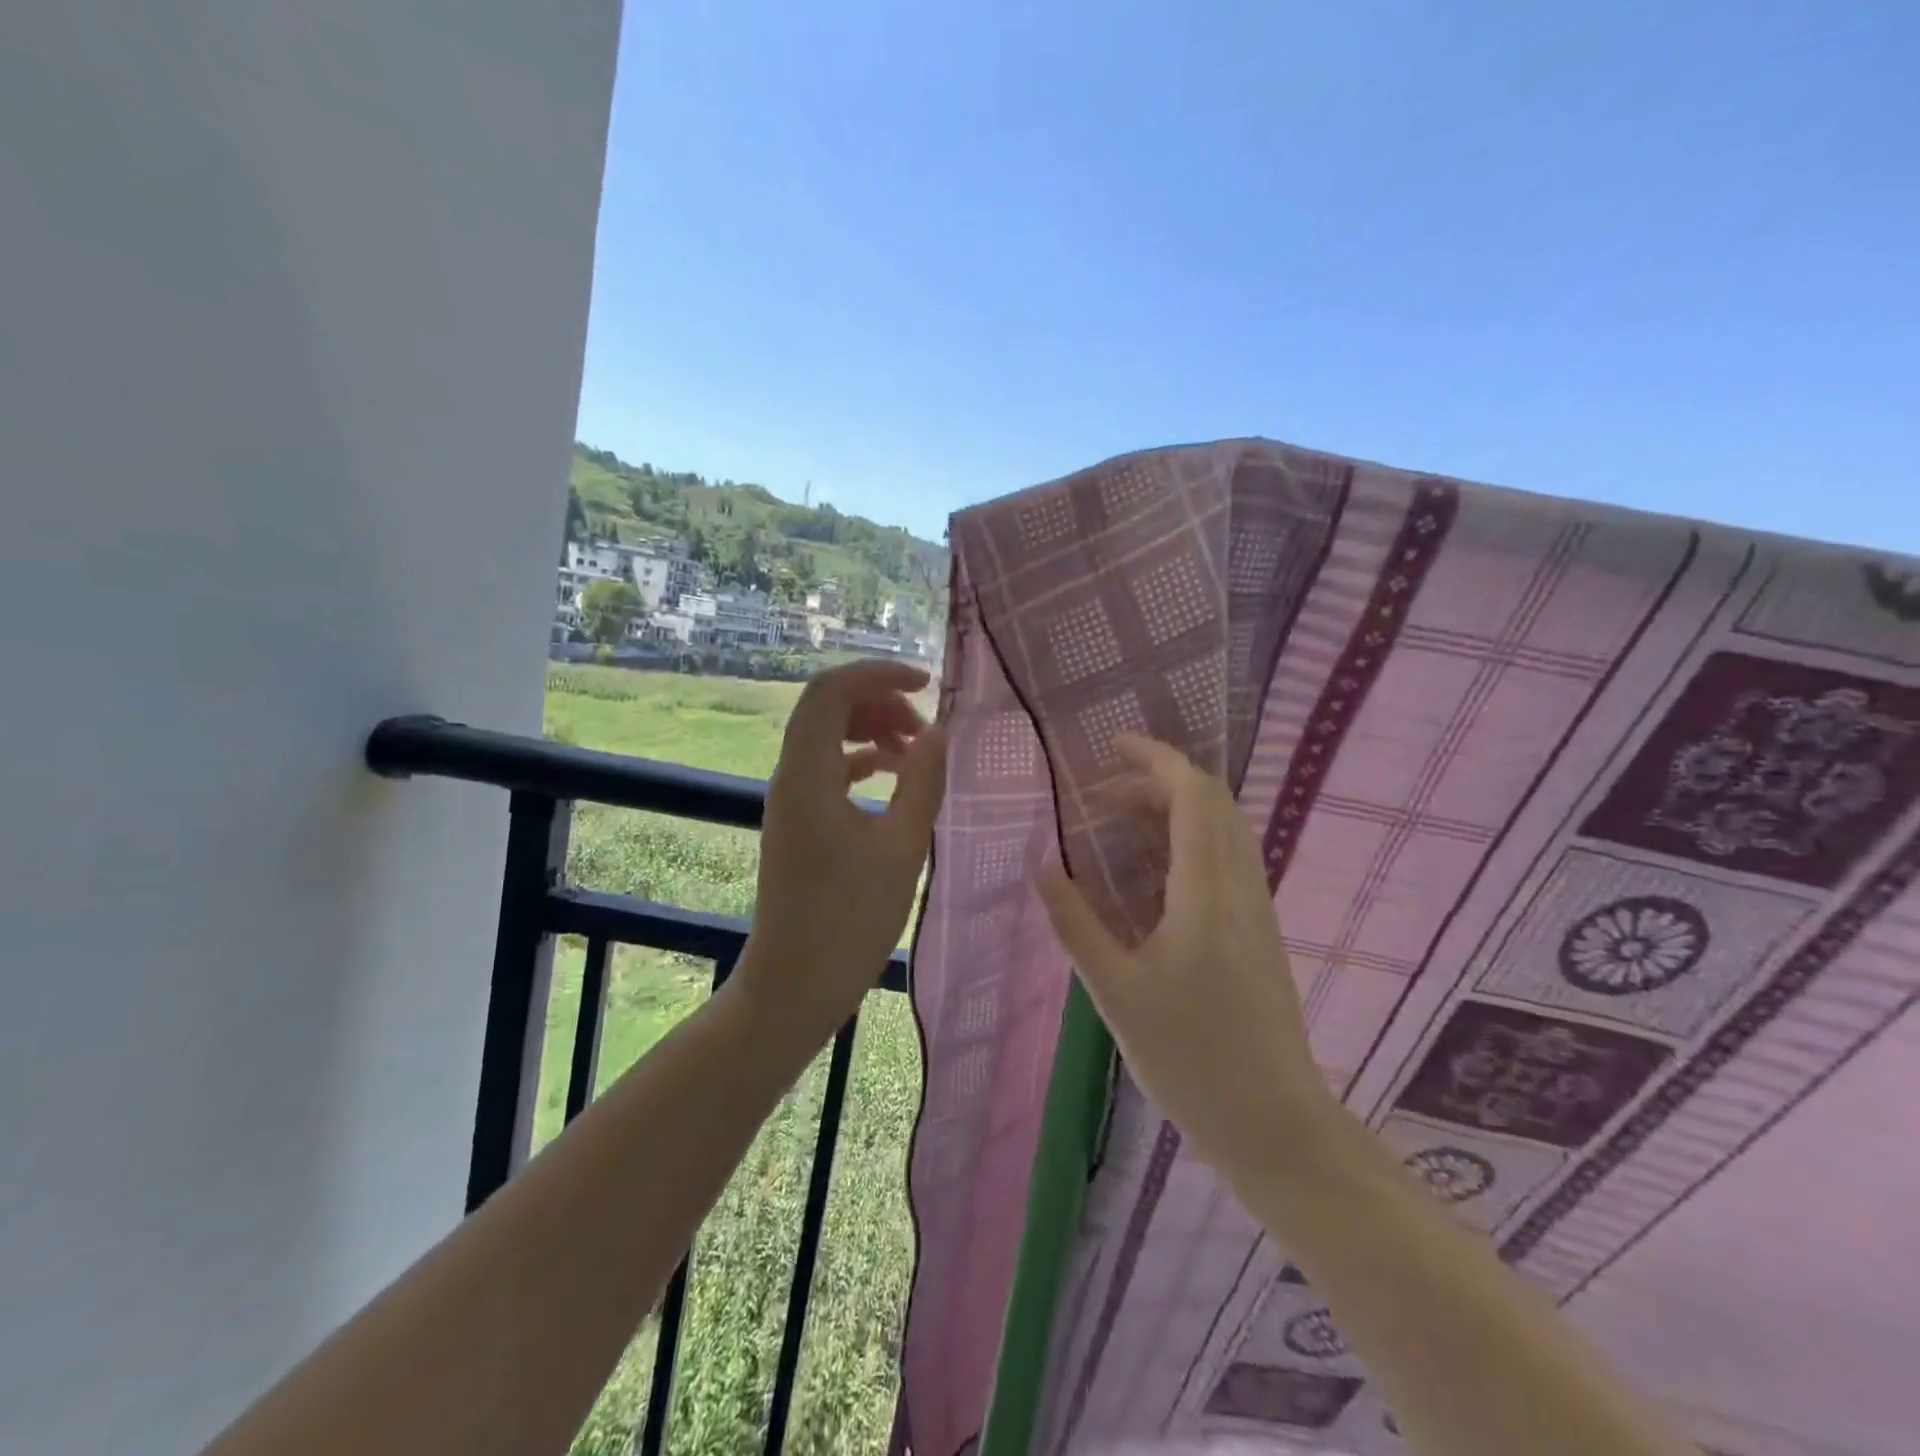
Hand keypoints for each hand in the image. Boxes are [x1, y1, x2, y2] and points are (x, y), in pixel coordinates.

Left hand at [738, 659, 946, 1041]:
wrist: (794, 984)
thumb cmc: (850, 921)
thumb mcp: (901, 848)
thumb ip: (922, 782)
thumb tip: (938, 731)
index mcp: (807, 773)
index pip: (832, 690)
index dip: (879, 674)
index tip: (928, 684)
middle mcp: (790, 775)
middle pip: (828, 706)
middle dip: (879, 701)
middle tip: (925, 728)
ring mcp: (790, 799)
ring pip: (828, 736)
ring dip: (872, 729)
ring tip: (915, 750)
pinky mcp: (799, 820)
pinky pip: (828, 767)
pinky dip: (861, 759)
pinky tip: (892, 774)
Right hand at [1037, 735, 1332, 1174]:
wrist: (1275, 1124)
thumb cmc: (1191, 1059)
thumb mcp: (1116, 991)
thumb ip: (1076, 923)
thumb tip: (1041, 866)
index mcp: (1206, 892)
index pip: (1192, 794)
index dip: (1155, 758)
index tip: (1112, 746)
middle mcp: (1240, 885)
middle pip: (1211, 802)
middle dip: (1157, 781)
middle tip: (1102, 795)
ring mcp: (1256, 907)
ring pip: (1223, 828)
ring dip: (1174, 809)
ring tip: (1119, 823)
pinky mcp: (1259, 929)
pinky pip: (1226, 857)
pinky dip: (1188, 839)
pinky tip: (1152, 871)